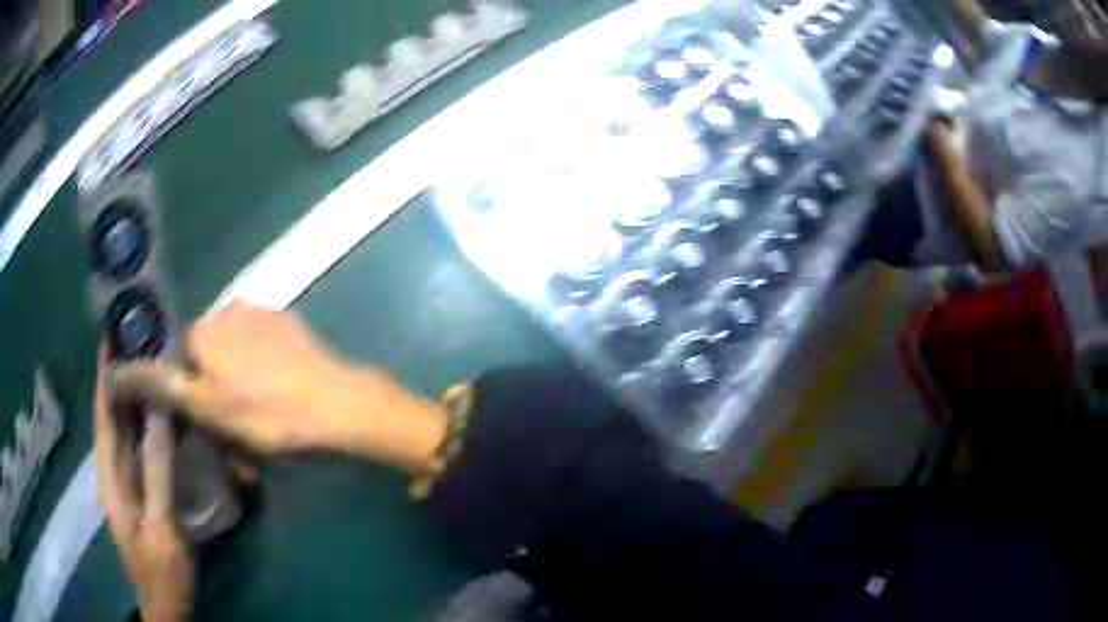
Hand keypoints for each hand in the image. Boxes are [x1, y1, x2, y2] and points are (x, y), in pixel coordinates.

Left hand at [94, 348, 192, 621]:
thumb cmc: (161, 571)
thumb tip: (162, 416)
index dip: (104, 376)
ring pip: (122, 432)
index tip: (112, 336)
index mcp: (109, 477)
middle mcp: (111, 472)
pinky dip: (142, 425)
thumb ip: (158, 473)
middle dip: (118, 378)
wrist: (166, 606)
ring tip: (147, 366)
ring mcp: (124, 483)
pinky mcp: (138, 491)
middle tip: (137, 344)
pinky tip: (157, 415)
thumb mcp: (161, 527)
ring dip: (130, 398)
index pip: (103, 416)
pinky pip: (136, 449)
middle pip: (110, 418)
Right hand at [108, 301, 447, 474]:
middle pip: (211, 353)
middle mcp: (228, 310)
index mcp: (204, 329)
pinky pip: (266, 348)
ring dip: (243, 379)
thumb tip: (128, 372)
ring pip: (239, 352)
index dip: (192, 391)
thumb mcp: (208, 408)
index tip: (207, 420)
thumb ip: (168, 387)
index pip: (182, 358)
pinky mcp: (291, 325)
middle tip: (238, 422)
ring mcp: (263, 313)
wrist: (333, 404)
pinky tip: (284, 392)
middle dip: (218, 386)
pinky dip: (267, 369)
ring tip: (264, 411)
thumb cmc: (264, 412)